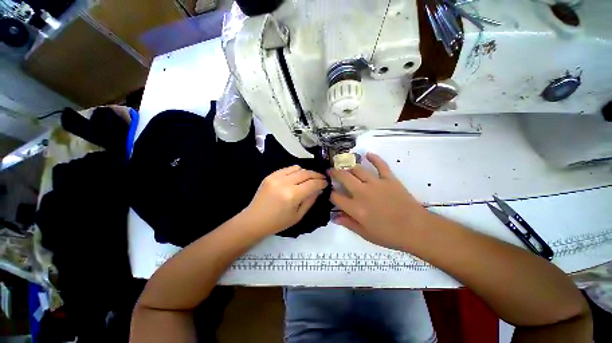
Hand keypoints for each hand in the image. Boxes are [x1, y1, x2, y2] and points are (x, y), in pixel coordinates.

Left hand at [244, 165, 327, 235]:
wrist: (254, 220)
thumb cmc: (278, 222)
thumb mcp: (298, 215)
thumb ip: (310, 201)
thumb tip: (319, 189)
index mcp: (292, 195)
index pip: (312, 184)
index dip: (321, 182)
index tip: (326, 183)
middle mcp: (284, 183)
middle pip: (306, 173)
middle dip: (316, 175)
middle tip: (322, 178)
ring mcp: (276, 177)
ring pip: (297, 168)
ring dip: (306, 172)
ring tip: (310, 177)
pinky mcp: (270, 175)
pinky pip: (287, 168)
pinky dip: (295, 171)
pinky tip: (298, 176)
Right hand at [330, 153, 432, 249]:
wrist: (416, 229)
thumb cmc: (389, 234)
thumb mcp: (365, 234)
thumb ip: (348, 223)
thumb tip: (334, 217)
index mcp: (355, 208)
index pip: (336, 196)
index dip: (330, 193)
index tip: (329, 191)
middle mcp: (362, 192)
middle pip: (343, 177)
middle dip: (334, 173)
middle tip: (331, 171)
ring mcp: (376, 183)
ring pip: (358, 169)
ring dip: (349, 166)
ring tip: (345, 165)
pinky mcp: (389, 179)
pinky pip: (380, 165)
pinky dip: (374, 158)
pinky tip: (368, 154)